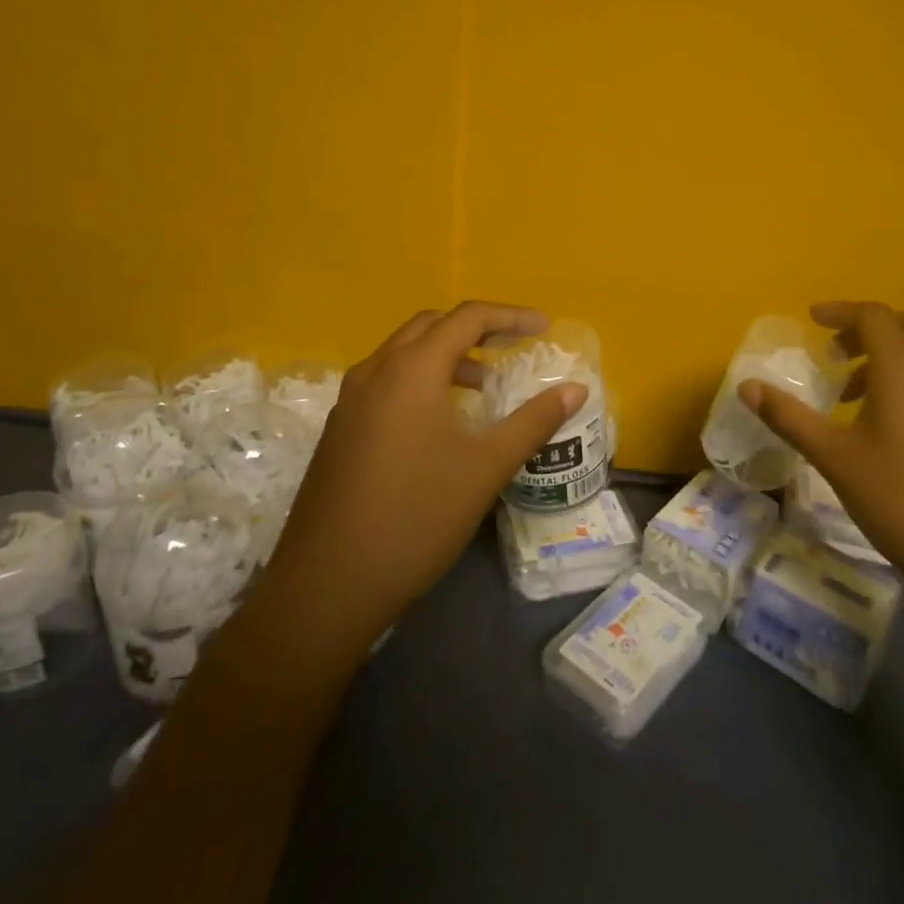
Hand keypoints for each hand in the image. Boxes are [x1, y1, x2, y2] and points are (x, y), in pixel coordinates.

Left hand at [259, 302, 584, 659]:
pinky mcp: (339, 428)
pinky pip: (386, 381)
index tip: (544, 328)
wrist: (327, 586)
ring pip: (404, 352)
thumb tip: (576, 389)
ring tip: (483, 387)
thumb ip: (533, 422)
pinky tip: (440, 421)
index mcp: (411, 370)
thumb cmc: (416, 518)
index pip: (467, 317)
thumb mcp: (486, 468)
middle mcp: (375, 371)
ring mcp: (350, 400)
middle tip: (513, 348)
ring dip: (446, 355)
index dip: (511, 316)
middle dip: (476, 329)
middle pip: (431, 325)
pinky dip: (420, 379)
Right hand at [741, 301, 903, 609]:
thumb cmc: (901, 500)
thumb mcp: (834, 459)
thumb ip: (789, 418)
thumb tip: (747, 387)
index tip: (812, 321)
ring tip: (848, 395)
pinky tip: (879, 427)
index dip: (841, 311)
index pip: (875, 317)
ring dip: (886, 356)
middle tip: (836, 353)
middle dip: (869, 327)